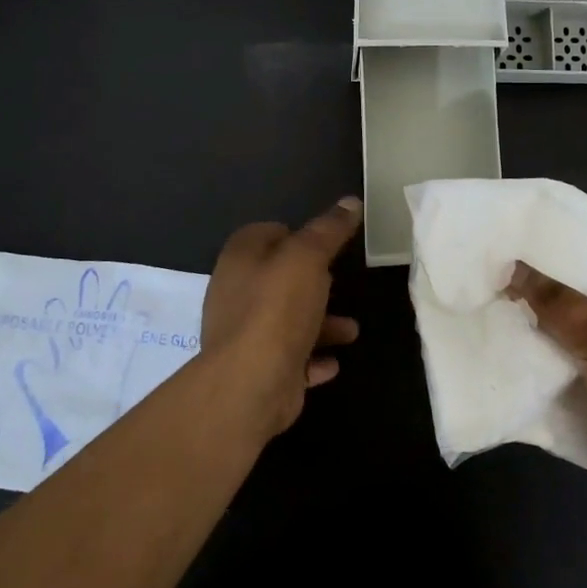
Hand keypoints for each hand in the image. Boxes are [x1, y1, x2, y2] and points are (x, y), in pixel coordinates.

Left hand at [198, 198, 362, 437]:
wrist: (251, 385)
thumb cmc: (277, 309)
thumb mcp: (308, 258)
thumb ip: (329, 230)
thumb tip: (351, 201)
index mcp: (240, 260)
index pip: (261, 233)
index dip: (292, 233)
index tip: (323, 242)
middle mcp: (235, 294)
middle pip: (276, 279)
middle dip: (313, 282)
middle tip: (340, 283)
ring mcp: (244, 336)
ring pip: (286, 321)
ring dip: (320, 324)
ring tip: (351, 331)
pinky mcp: (257, 370)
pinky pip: (289, 359)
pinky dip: (311, 358)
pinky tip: (333, 363)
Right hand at [508, 246, 586, 556]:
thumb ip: (558, 302)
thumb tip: (511, 268)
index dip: (568, 234)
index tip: (520, 223)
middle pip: (582, 289)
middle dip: (539, 279)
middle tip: (488, 260)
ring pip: (566, 330)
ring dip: (531, 321)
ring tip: (480, 295)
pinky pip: (561, 367)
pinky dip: (534, 360)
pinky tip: (493, 343)